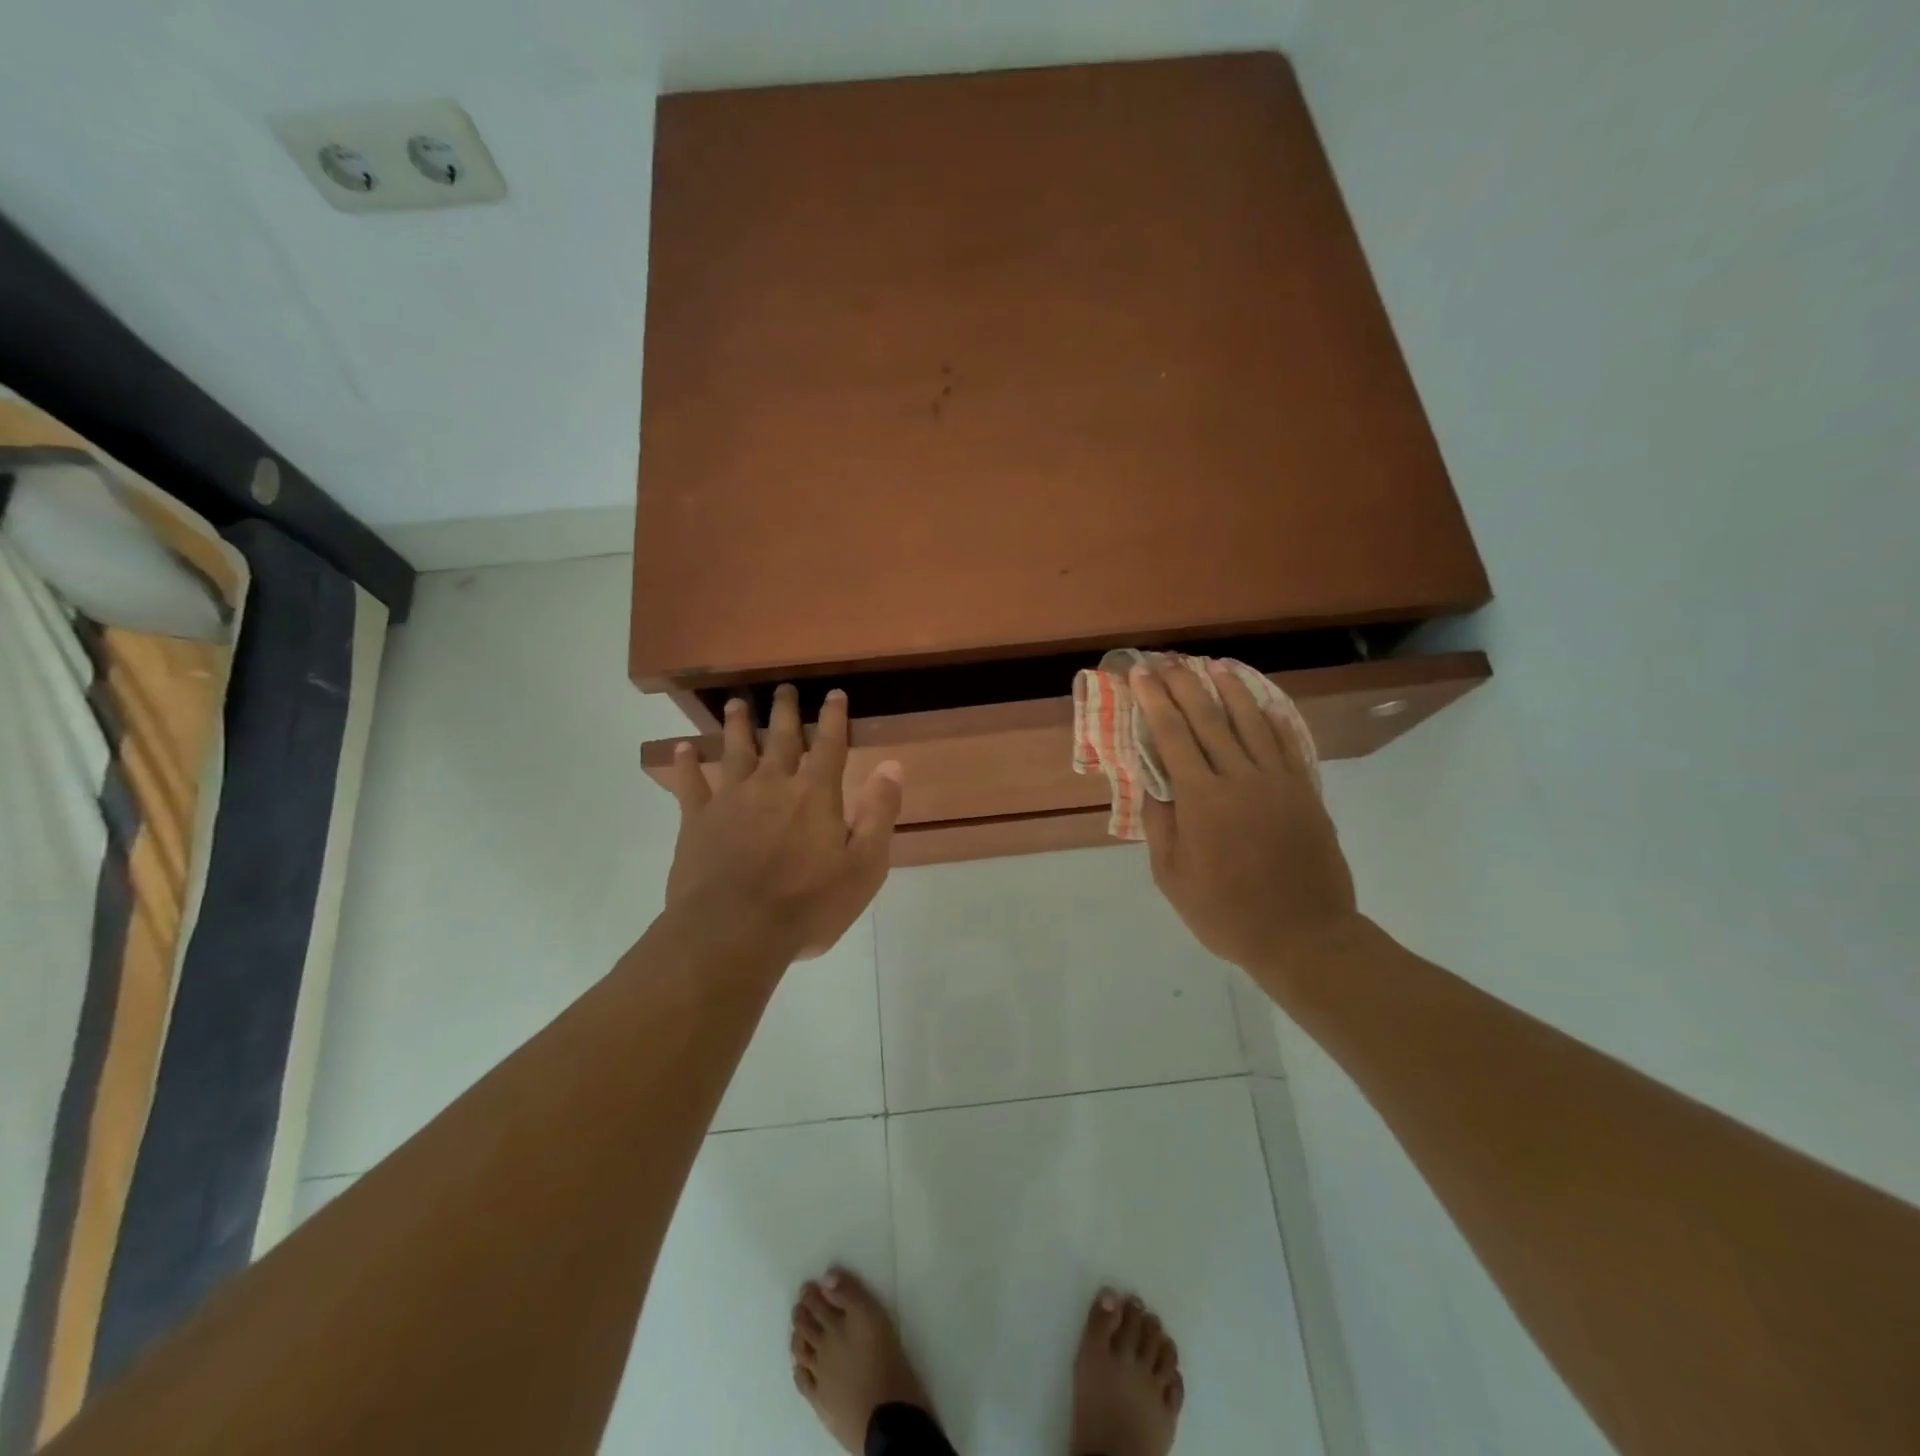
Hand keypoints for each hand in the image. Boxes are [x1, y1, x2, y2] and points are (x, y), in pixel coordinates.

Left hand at [665, 685, 903, 959]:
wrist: (733, 932)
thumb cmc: (807, 905)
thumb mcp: (863, 867)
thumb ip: (879, 814)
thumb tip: (892, 765)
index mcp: (815, 794)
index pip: (829, 744)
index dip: (834, 717)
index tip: (834, 694)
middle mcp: (773, 784)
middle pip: (780, 738)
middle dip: (784, 711)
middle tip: (784, 688)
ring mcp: (731, 799)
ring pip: (735, 751)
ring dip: (737, 725)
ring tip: (735, 704)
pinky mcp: (697, 821)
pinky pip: (691, 785)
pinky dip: (687, 765)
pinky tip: (682, 750)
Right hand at [1132, 662, 1360, 978]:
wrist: (1304, 937)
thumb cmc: (1226, 913)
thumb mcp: (1172, 878)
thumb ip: (1160, 825)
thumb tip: (1152, 784)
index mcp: (1202, 800)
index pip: (1172, 736)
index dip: (1155, 701)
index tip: (1141, 675)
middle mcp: (1240, 779)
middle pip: (1209, 719)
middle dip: (1185, 685)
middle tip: (1168, 661)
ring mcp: (1278, 783)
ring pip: (1252, 723)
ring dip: (1231, 690)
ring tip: (1214, 666)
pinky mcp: (1306, 793)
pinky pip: (1289, 745)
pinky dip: (1274, 719)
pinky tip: (1264, 703)